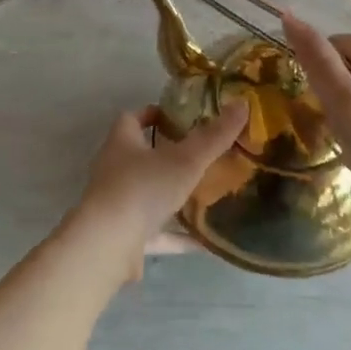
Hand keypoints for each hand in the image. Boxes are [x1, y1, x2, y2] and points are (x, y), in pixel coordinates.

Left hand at [69, 101, 247, 276]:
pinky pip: (156, 233)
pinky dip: (177, 236)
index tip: (179, 117)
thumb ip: (214, 136)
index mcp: (122, 142)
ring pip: (148, 194)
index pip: (132, 118)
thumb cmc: (142, 188)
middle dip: (167, 155)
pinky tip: (204, 242)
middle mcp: (114, 170)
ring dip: (172, 196)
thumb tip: (242, 104)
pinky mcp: (124, 237)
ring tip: (205, 195)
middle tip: (200, 155)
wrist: (108, 245)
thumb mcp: (185, 159)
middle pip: (140, 156)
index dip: (153, 114)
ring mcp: (117, 205)